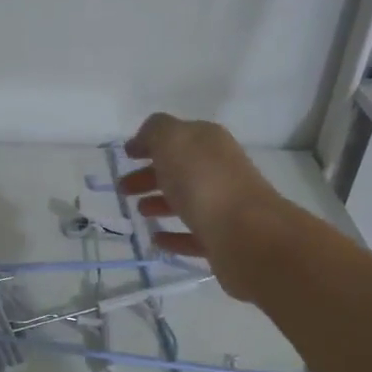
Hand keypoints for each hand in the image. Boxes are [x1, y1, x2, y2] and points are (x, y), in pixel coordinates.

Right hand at [119, 114, 288, 300]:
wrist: (247, 234)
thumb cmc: (203, 181)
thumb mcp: (172, 140)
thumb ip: (156, 131)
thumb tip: (146, 138)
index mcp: (209, 143)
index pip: (177, 136)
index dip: (150, 143)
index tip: (127, 155)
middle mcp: (219, 170)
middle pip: (180, 169)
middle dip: (150, 175)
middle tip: (124, 188)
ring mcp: (224, 206)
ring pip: (187, 200)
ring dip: (161, 203)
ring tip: (139, 212)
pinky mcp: (223, 240)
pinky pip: (193, 234)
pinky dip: (174, 236)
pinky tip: (157, 239)